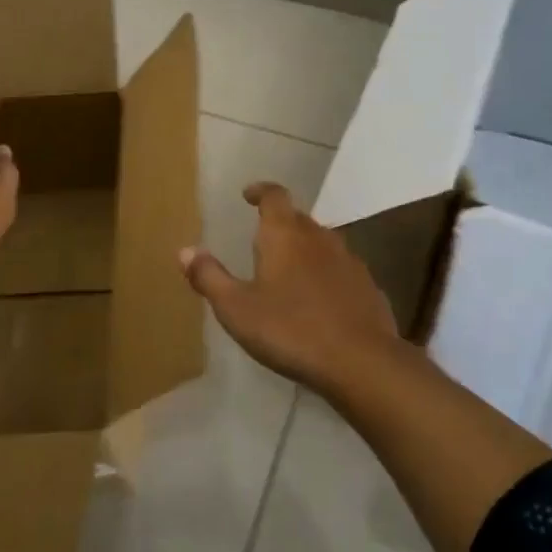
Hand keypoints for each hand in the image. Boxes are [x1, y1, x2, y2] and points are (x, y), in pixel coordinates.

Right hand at [179, 182, 404, 392]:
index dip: (261, 191)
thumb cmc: (289, 330)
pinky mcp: (367, 285)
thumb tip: (184, 251)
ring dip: (303, 249)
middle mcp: (319, 237)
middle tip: (261, 240)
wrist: (360, 360)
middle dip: (279, 224)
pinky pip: (339, 269)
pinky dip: (324, 274)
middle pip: (297, 218)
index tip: (248, 194)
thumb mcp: (237, 309)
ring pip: (321, 243)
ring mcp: (348, 260)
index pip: (274, 196)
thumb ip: (210, 277)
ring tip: (287, 270)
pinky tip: (318, 300)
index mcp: (285, 234)